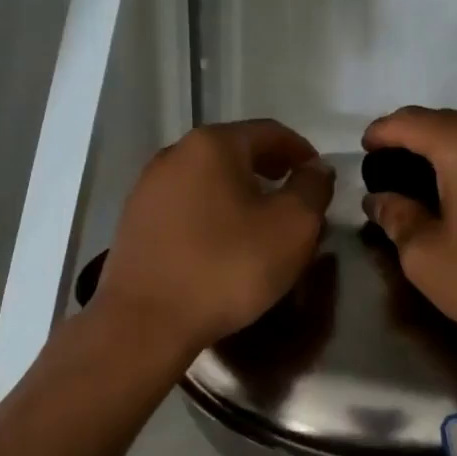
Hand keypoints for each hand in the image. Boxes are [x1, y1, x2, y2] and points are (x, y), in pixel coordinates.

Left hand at [92, 120, 334, 360]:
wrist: (145, 322)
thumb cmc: (227, 267)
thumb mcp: (292, 227)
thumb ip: (312, 188)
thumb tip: (315, 168)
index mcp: (213, 145)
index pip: (270, 132)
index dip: (302, 152)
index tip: (320, 179)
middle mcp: (174, 154)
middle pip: (237, 153)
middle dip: (272, 175)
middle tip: (297, 204)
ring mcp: (148, 188)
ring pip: (210, 181)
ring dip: (242, 197)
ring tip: (263, 229)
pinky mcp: (135, 222)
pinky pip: (187, 207)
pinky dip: (213, 216)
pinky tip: (225, 247)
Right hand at [361, 108, 456, 357]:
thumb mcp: (428, 258)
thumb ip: (396, 219)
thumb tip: (379, 199)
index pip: (408, 121)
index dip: (379, 134)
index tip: (362, 152)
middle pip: (444, 124)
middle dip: (411, 144)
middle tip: (389, 178)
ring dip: (445, 156)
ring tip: (425, 190)